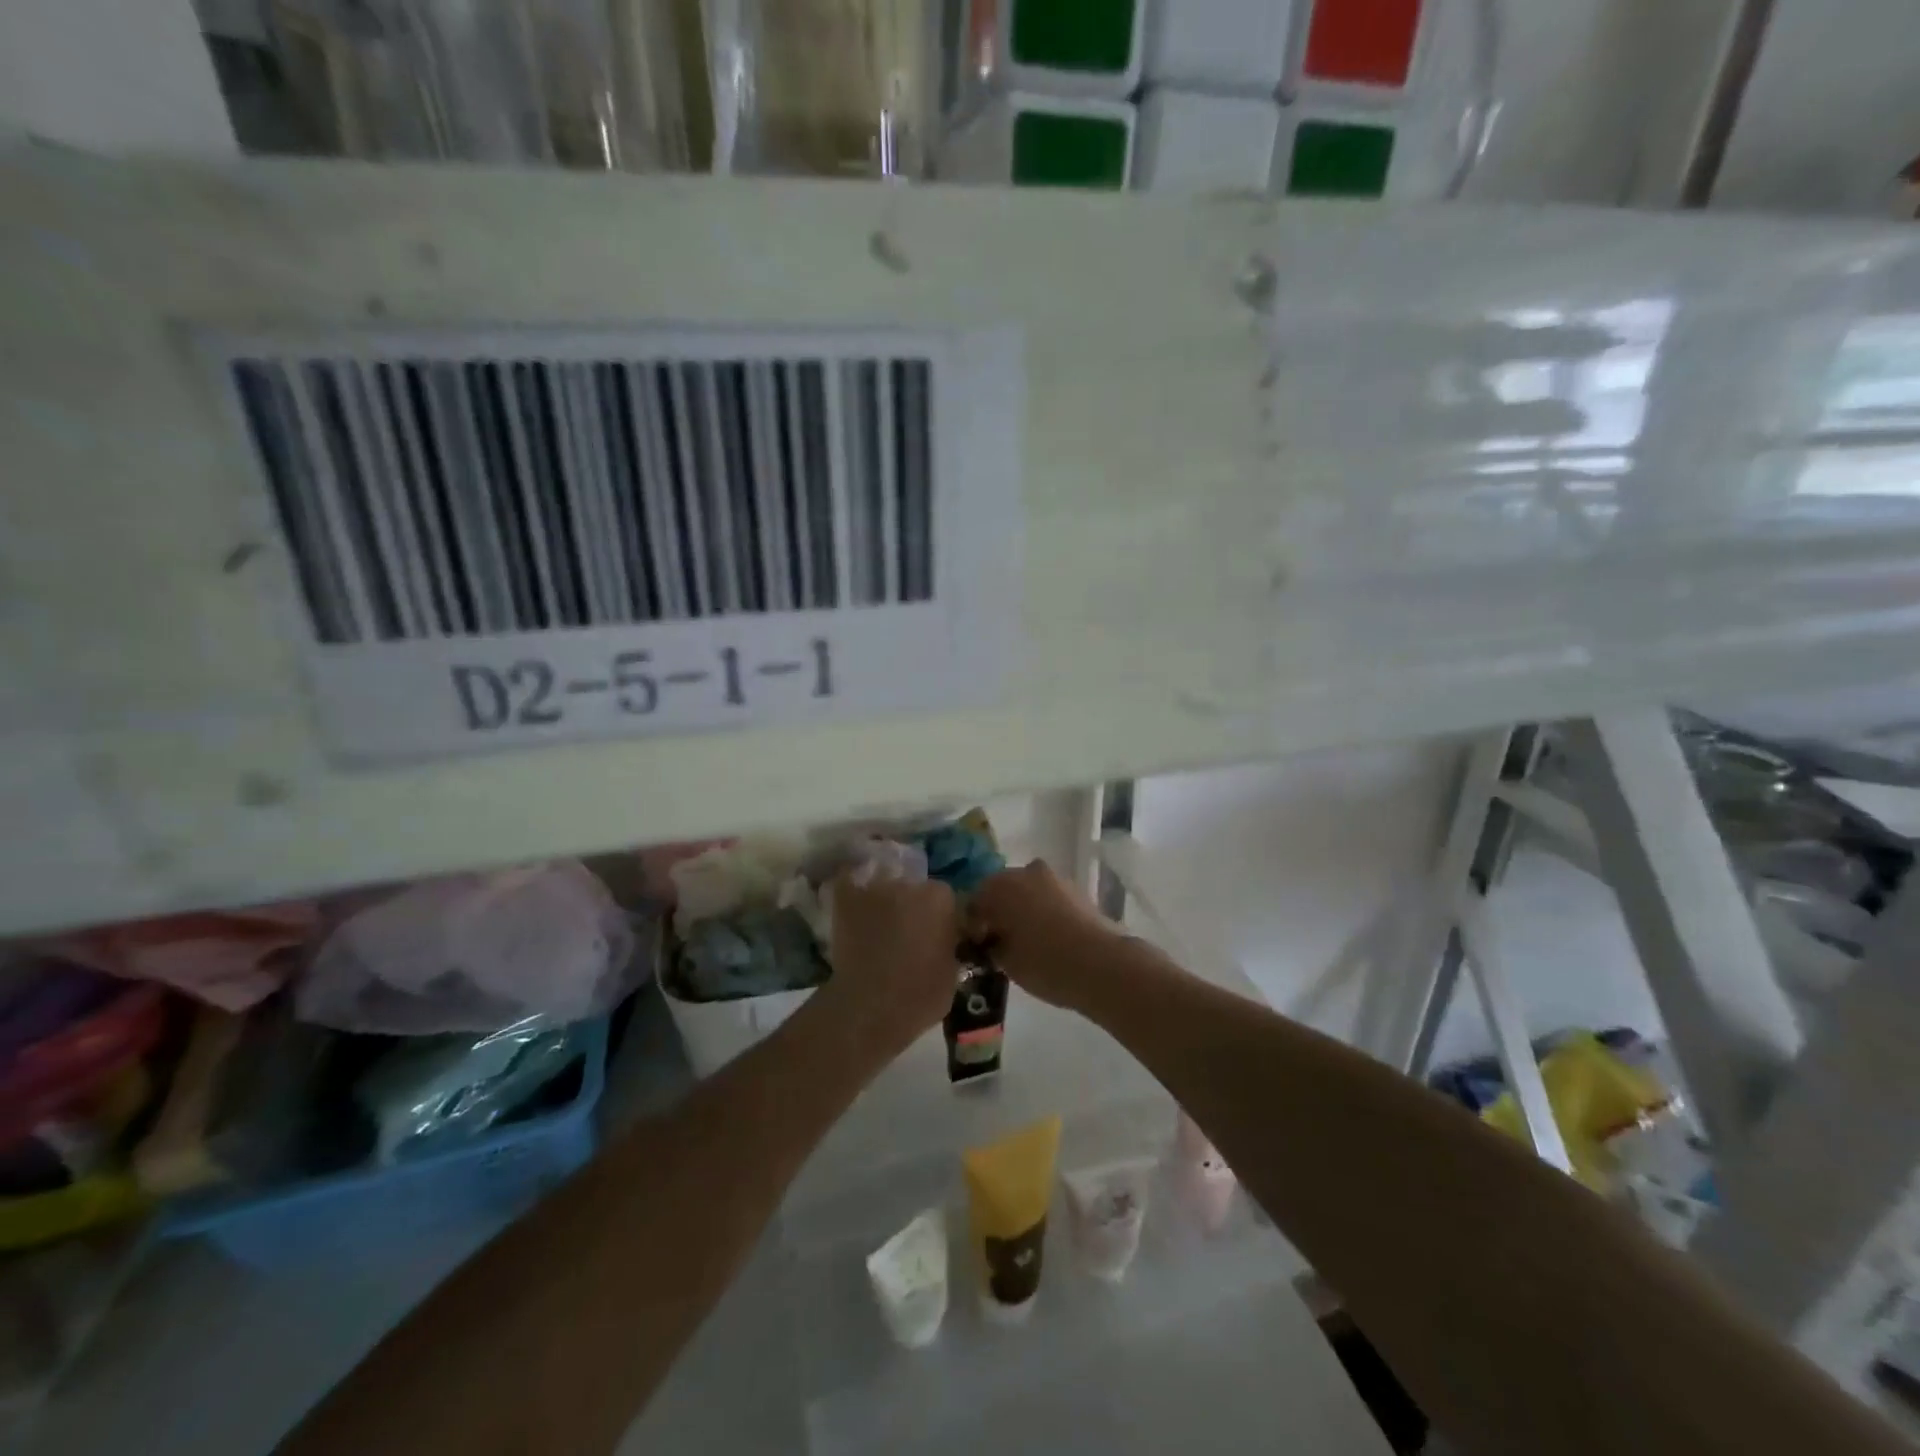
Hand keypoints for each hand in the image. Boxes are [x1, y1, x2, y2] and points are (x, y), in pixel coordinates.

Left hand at [817, 874, 958, 1056]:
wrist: (871, 1008)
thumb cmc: (921, 996)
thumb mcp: (952, 970)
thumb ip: (948, 942)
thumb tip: (941, 939)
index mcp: (941, 898)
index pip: (944, 898)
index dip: (940, 918)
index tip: (936, 936)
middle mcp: (909, 884)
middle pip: (914, 888)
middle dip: (912, 907)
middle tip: (907, 934)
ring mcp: (875, 889)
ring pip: (883, 888)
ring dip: (884, 902)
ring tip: (878, 928)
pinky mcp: (845, 899)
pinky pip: (849, 886)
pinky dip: (852, 895)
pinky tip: (853, 911)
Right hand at [968, 861, 1122, 1012]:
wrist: (1102, 964)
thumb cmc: (1044, 961)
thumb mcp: (1005, 961)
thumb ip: (990, 946)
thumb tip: (989, 941)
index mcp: (1000, 885)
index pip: (974, 900)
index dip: (972, 924)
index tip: (976, 947)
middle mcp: (1025, 872)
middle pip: (1002, 890)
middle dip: (998, 912)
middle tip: (998, 942)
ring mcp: (1054, 878)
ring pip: (1027, 892)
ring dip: (1022, 910)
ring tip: (1025, 941)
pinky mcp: (1076, 890)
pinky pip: (1049, 898)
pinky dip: (1043, 912)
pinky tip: (1047, 937)